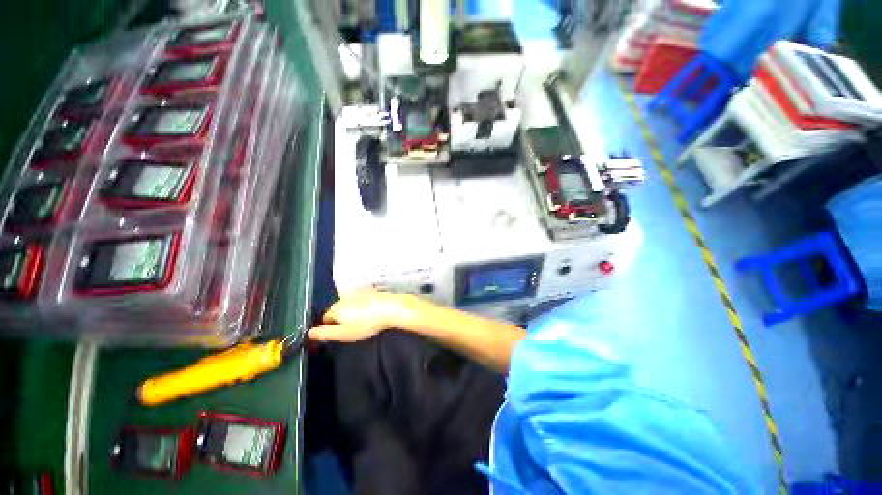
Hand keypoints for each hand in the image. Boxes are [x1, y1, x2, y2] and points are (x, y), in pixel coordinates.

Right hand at [309, 291, 415, 342]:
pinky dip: (364, 306)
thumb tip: (309, 333)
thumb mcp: (344, 333)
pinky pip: (362, 300)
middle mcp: (345, 298)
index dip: (331, 327)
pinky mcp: (370, 291)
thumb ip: (325, 333)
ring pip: (350, 304)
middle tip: (353, 328)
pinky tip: (372, 312)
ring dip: (353, 312)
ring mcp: (358, 293)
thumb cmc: (367, 323)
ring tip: (363, 321)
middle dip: (342, 318)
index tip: (340, 333)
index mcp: (336, 308)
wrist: (390, 308)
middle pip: (338, 310)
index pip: (326, 318)